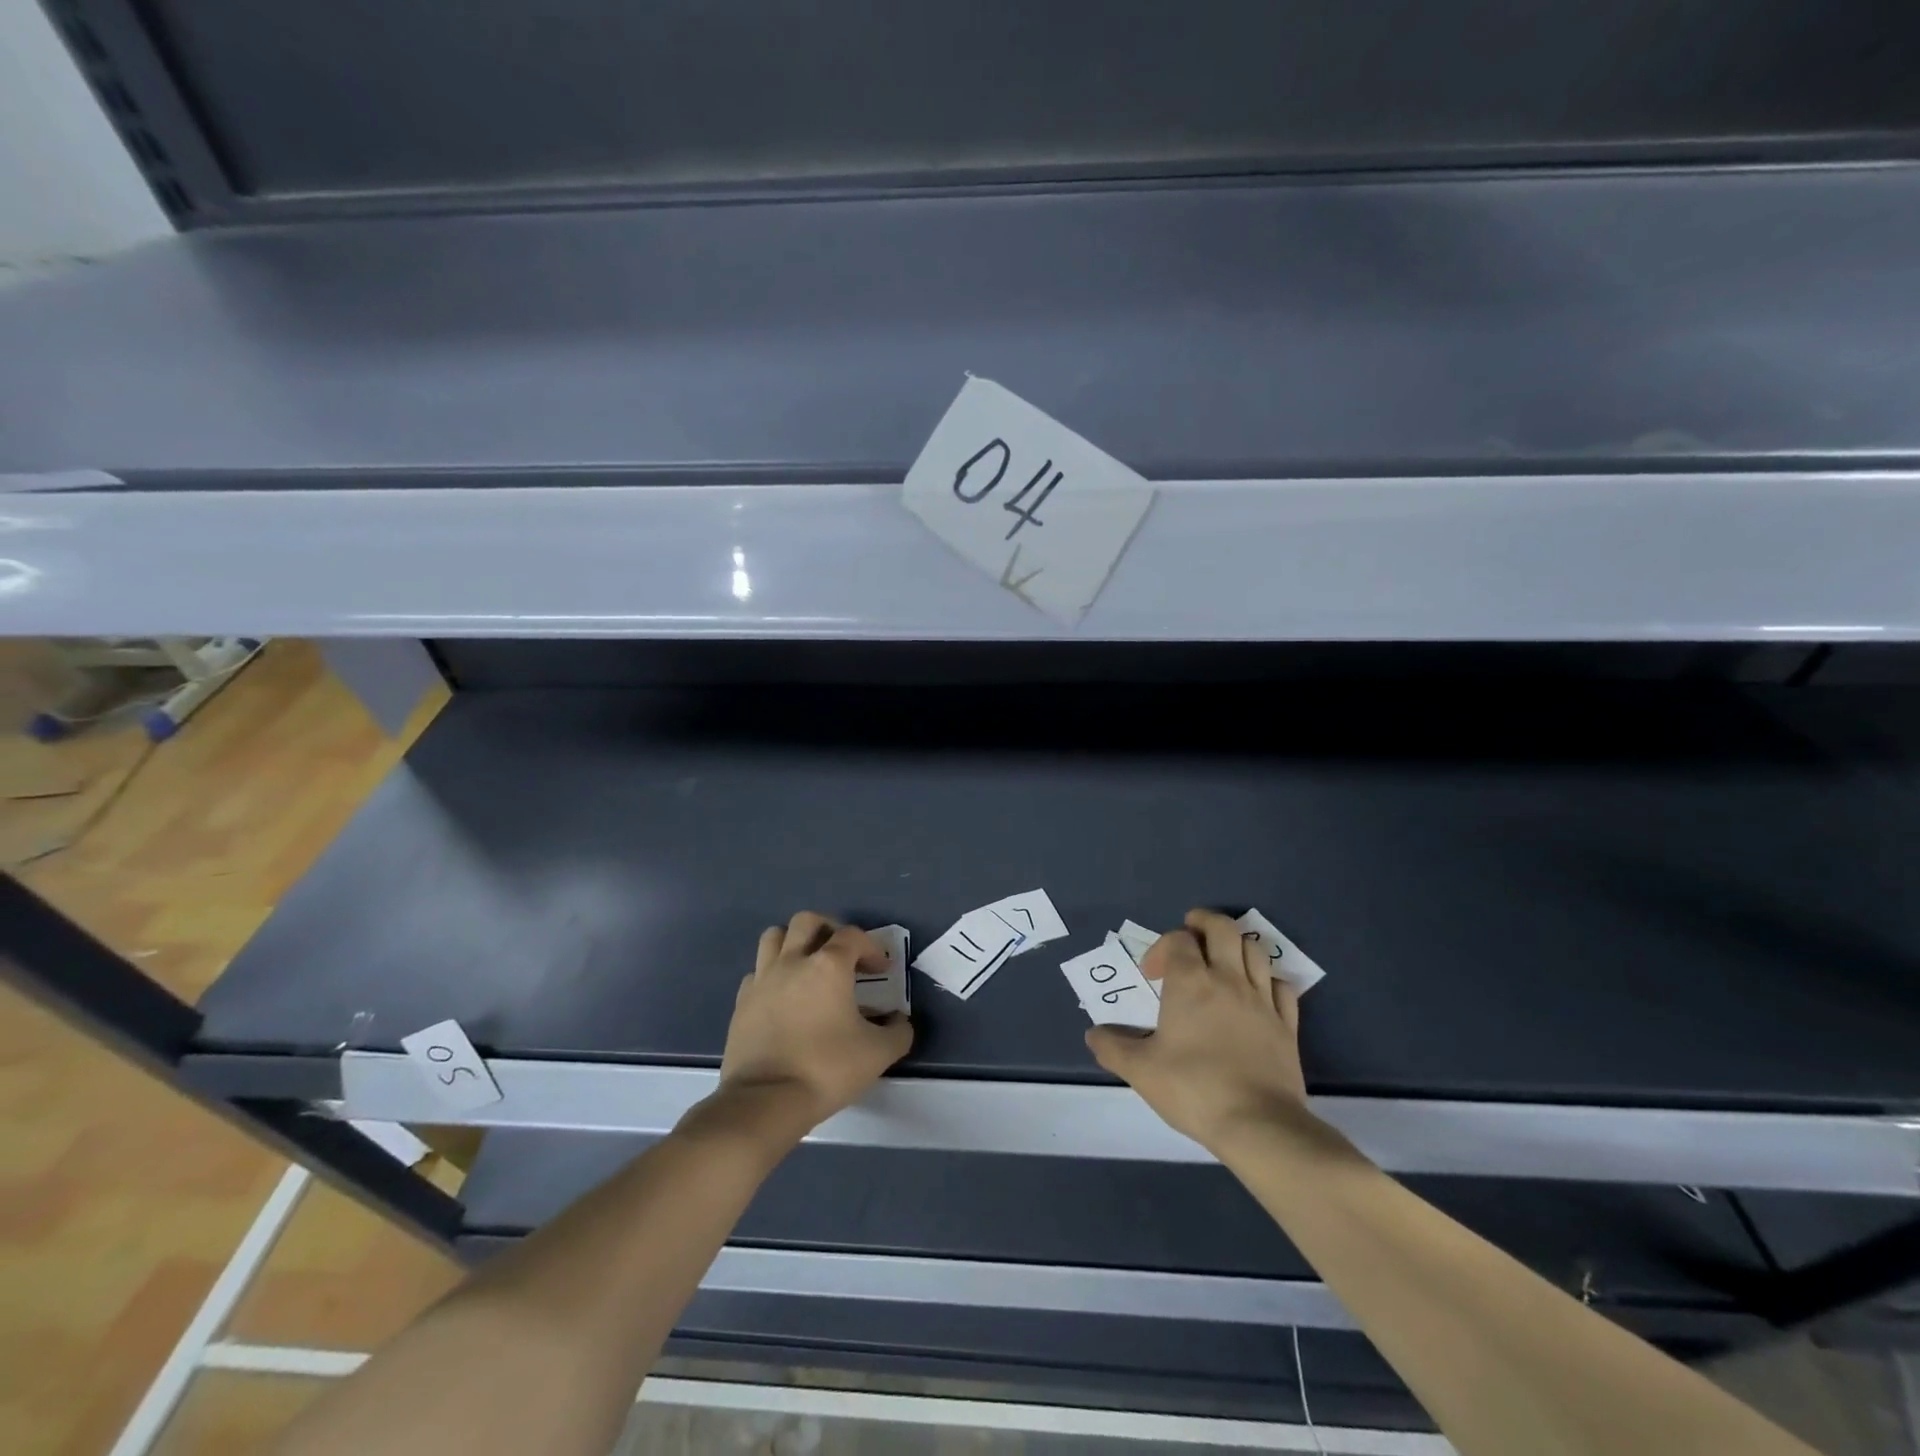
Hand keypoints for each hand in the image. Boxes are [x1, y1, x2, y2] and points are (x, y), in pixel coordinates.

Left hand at [717, 912, 913, 1137]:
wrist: (766, 1101)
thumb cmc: (826, 1069)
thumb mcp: (878, 1054)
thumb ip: (898, 1031)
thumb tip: (900, 1021)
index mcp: (828, 966)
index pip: (852, 936)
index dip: (871, 948)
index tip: (882, 970)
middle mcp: (793, 961)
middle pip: (807, 921)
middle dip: (829, 929)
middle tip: (842, 954)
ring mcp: (762, 979)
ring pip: (774, 937)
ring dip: (794, 943)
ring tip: (808, 965)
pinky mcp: (742, 1002)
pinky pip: (757, 971)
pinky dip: (772, 974)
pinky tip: (784, 996)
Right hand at [1086, 908, 1309, 1154]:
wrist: (1259, 1125)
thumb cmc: (1193, 1088)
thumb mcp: (1140, 1070)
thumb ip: (1112, 1047)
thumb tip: (1093, 1034)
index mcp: (1190, 982)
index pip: (1178, 940)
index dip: (1162, 948)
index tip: (1152, 975)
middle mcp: (1228, 979)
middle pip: (1223, 928)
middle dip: (1204, 922)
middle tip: (1191, 932)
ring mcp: (1262, 1000)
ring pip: (1254, 950)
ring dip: (1236, 945)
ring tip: (1222, 958)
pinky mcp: (1287, 1025)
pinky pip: (1281, 986)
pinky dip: (1267, 979)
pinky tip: (1257, 992)